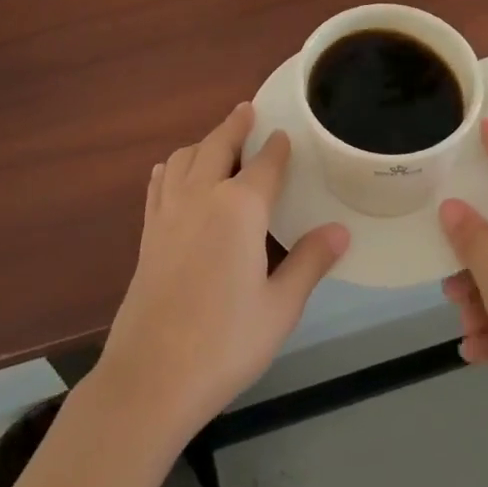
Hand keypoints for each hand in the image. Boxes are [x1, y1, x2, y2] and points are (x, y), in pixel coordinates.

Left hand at [97, 103, 349, 442]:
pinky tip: (173, 173)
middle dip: (235, 125)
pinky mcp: (147, 233)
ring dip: (202, 142)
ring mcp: (168, 212)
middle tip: (247, 110)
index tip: (285, 133)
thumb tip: (340, 230)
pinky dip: (172, 167)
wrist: (151, 377)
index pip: (265, 164)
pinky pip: (159, 183)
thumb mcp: (280, 307)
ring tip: (215, 140)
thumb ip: (309, 262)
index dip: (277, 147)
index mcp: (239, 208)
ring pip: (184, 158)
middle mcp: (202, 196)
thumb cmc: (225, 342)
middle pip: (218, 146)